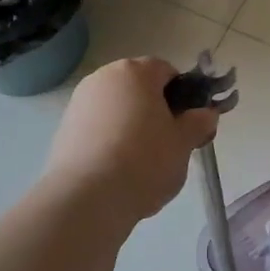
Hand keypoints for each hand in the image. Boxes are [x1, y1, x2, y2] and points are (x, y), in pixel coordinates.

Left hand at [47, 58, 220, 222]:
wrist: (87, 199)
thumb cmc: (144, 160)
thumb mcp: (184, 142)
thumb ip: (199, 122)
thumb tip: (205, 114)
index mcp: (135, 72)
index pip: (167, 71)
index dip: (183, 95)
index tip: (188, 122)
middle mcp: (103, 78)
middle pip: (139, 88)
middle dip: (155, 109)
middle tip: (169, 142)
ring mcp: (79, 102)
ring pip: (117, 108)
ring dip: (132, 124)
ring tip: (142, 161)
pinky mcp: (64, 129)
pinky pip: (98, 127)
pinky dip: (111, 139)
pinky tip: (117, 168)